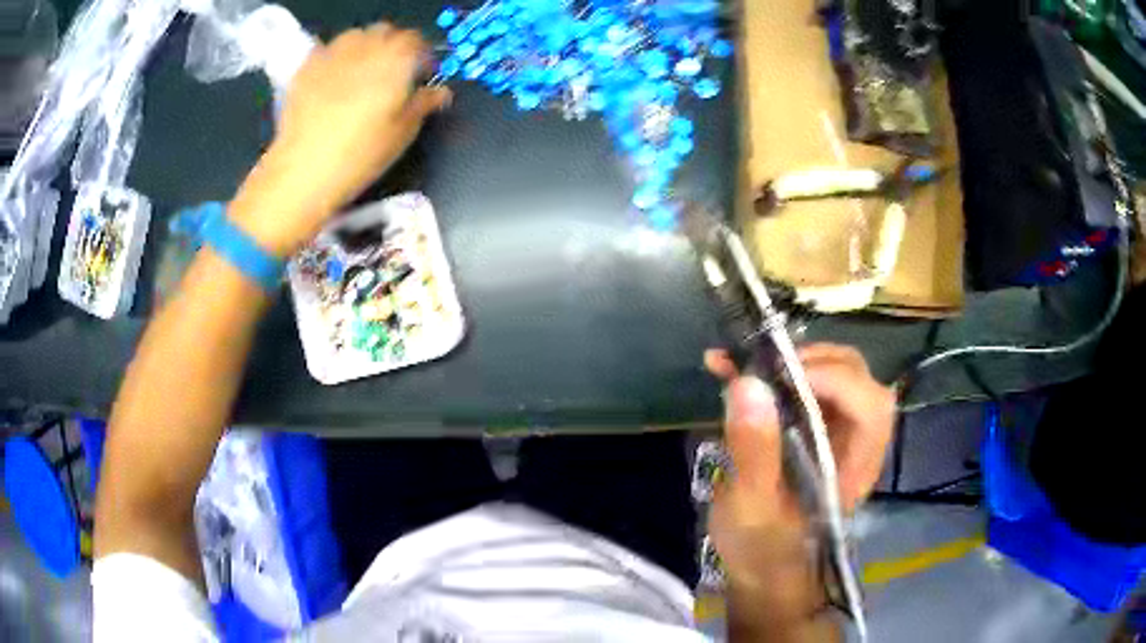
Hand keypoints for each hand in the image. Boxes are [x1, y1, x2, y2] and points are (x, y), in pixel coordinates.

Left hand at [231, 24, 451, 255]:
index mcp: (396, 58)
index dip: (422, 56)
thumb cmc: (361, 154)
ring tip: (362, 74)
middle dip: (393, 46)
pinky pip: (327, 51)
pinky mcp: (306, 67)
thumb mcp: (402, 133)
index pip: (416, 41)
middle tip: (393, 74)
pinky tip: (333, 80)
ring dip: (365, 47)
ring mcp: (332, 54)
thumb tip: (440, 92)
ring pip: (356, 36)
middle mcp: (365, 46)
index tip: (422, 75)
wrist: (304, 170)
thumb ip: (423, 104)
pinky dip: (336, 58)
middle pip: (385, 33)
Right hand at [703, 343, 894, 625]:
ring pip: (835, 373)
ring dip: (792, 360)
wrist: (760, 567)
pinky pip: (806, 384)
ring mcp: (838, 432)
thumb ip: (754, 451)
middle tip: (762, 367)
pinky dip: (774, 370)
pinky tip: (734, 371)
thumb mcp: (752, 506)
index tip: (779, 375)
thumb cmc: (761, 547)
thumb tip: (748, 382)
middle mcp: (857, 442)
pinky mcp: (815, 427)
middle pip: (858, 378)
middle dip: (812, 361)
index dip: (834, 380)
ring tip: (745, 366)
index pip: (870, 407)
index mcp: (855, 467)